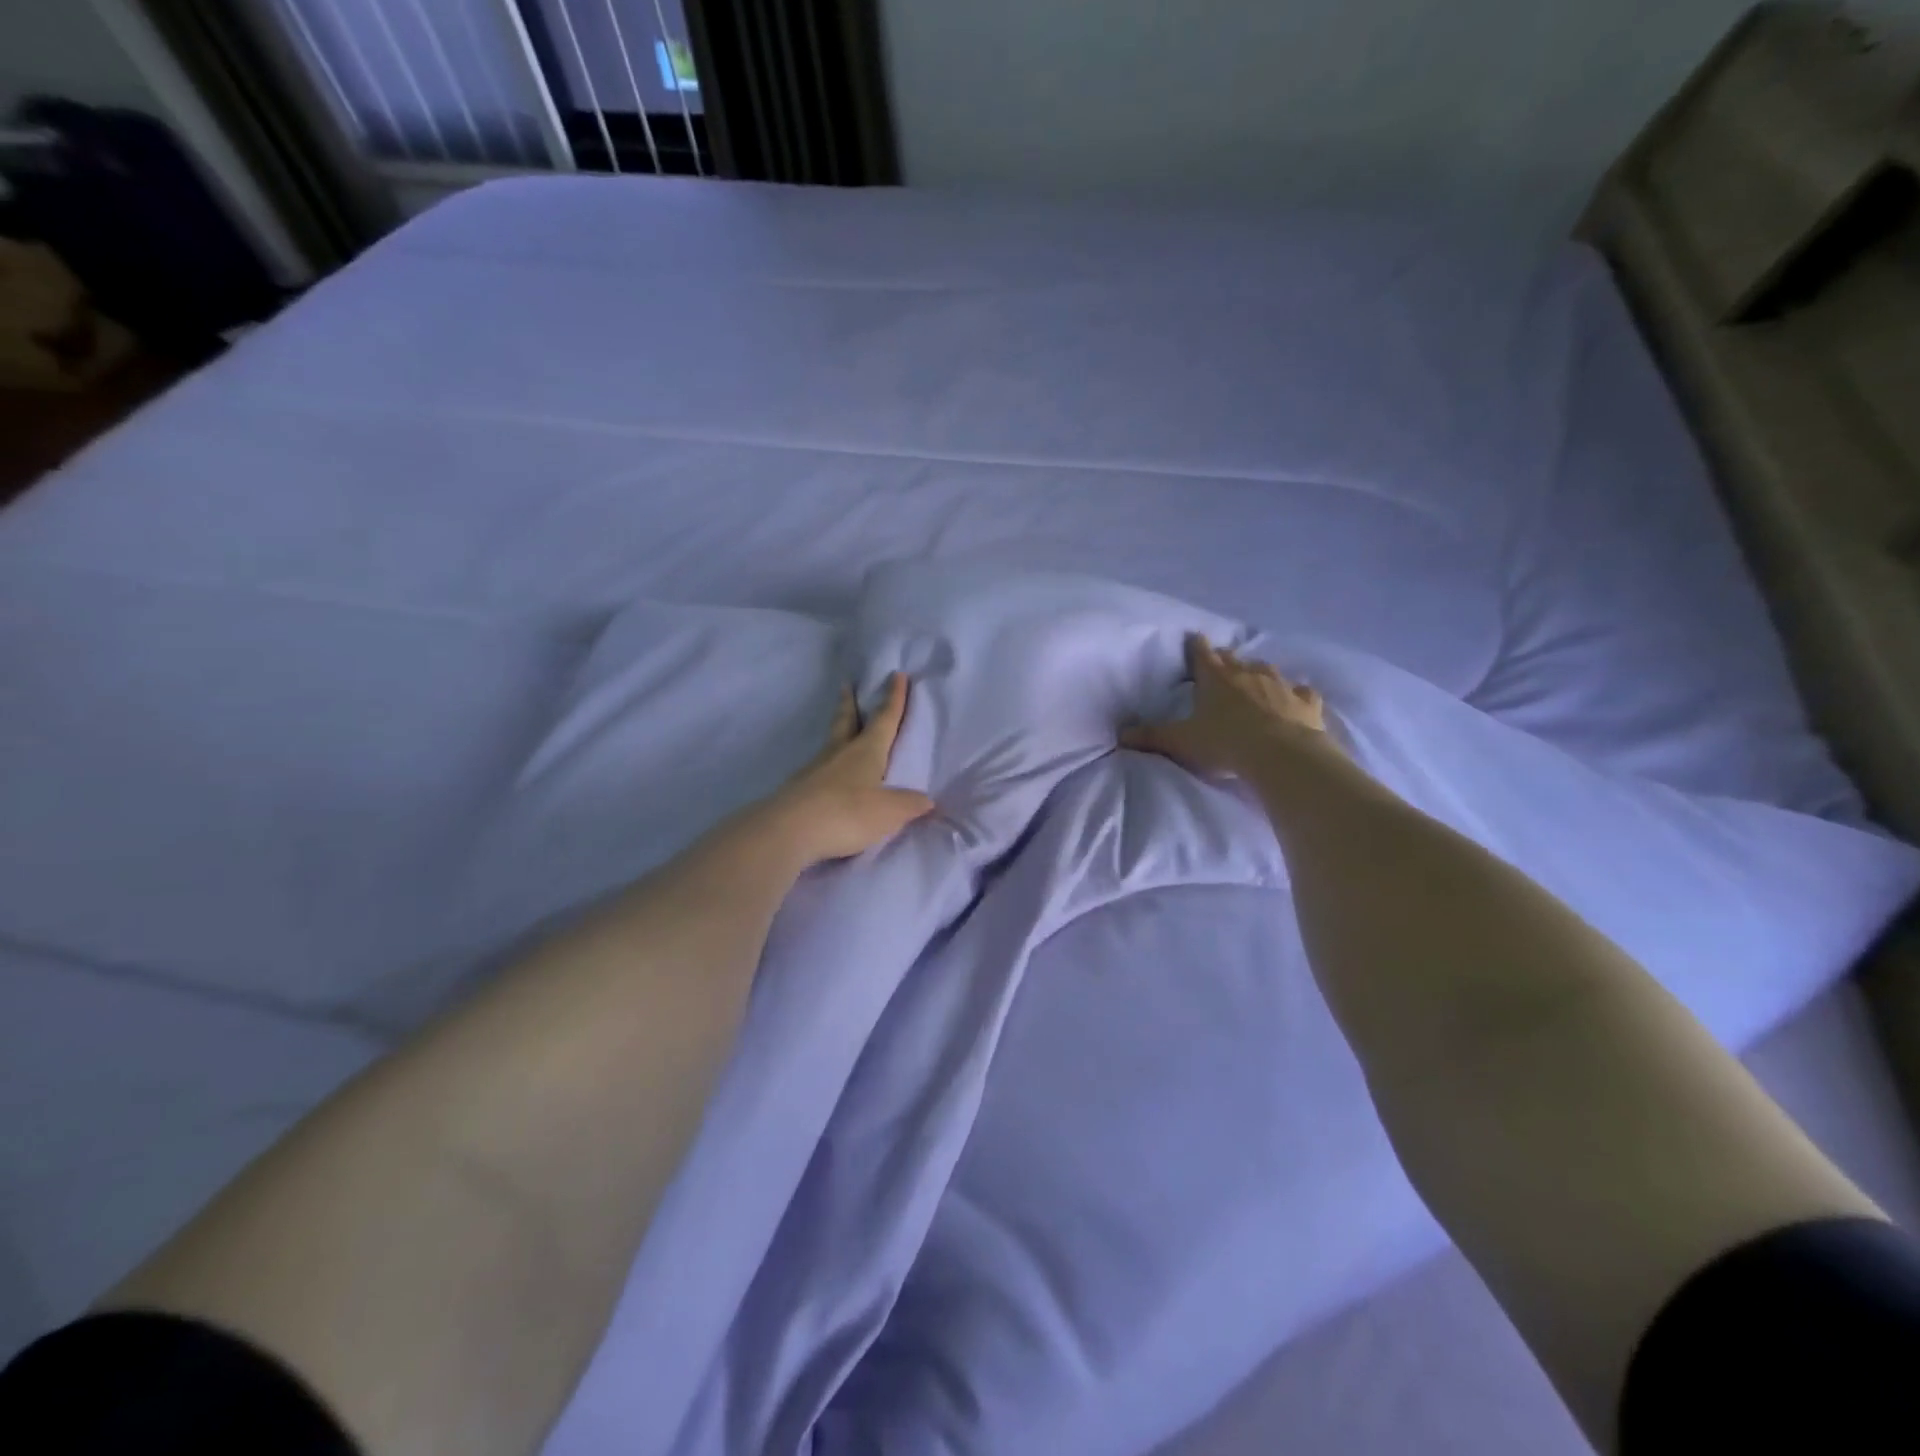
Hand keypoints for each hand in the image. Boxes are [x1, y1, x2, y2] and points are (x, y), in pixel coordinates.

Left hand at [761, 672, 935, 867]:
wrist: (789, 830)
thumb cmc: (847, 812)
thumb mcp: (889, 812)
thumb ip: (909, 804)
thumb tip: (926, 799)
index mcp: (867, 750)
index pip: (885, 718)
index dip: (894, 698)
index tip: (896, 674)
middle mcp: (840, 752)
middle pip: (847, 721)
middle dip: (850, 703)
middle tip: (846, 685)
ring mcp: (815, 770)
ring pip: (831, 743)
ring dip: (838, 732)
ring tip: (842, 730)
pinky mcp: (799, 790)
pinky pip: (819, 770)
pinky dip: (828, 766)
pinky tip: (829, 776)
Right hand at [1121, 635, 1336, 777]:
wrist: (1281, 754)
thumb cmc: (1224, 743)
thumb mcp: (1180, 742)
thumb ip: (1151, 737)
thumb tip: (1120, 734)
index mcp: (1215, 679)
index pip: (1202, 654)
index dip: (1196, 646)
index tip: (1194, 637)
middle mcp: (1248, 674)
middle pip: (1234, 659)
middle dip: (1225, 659)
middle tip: (1220, 664)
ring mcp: (1280, 685)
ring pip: (1267, 670)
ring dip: (1259, 672)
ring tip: (1255, 678)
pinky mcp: (1305, 702)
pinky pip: (1301, 692)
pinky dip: (1296, 693)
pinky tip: (1296, 697)